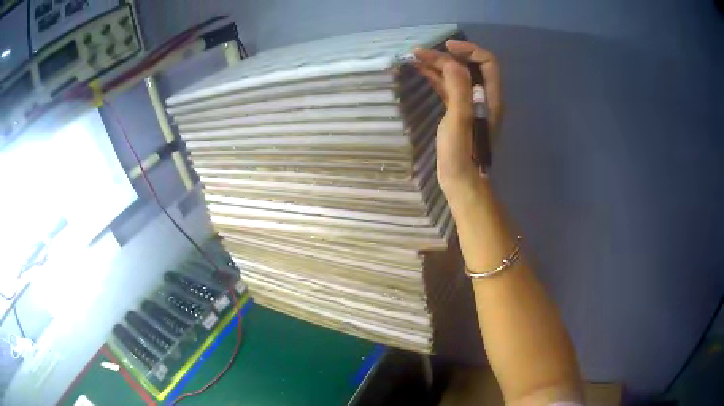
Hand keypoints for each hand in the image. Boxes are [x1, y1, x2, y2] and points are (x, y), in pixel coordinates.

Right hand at [413, 40, 502, 196]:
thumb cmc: (461, 154)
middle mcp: (483, 97)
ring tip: (415, 58)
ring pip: (456, 76)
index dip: (468, 50)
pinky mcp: (457, 112)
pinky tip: (422, 72)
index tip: (445, 47)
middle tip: (419, 52)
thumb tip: (451, 62)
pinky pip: (448, 88)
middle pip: (468, 67)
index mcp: (490, 97)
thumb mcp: (460, 119)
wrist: (461, 182)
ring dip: (438, 65)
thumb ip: (459, 88)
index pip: (487, 62)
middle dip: (446, 56)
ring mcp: (470, 104)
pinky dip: (436, 78)